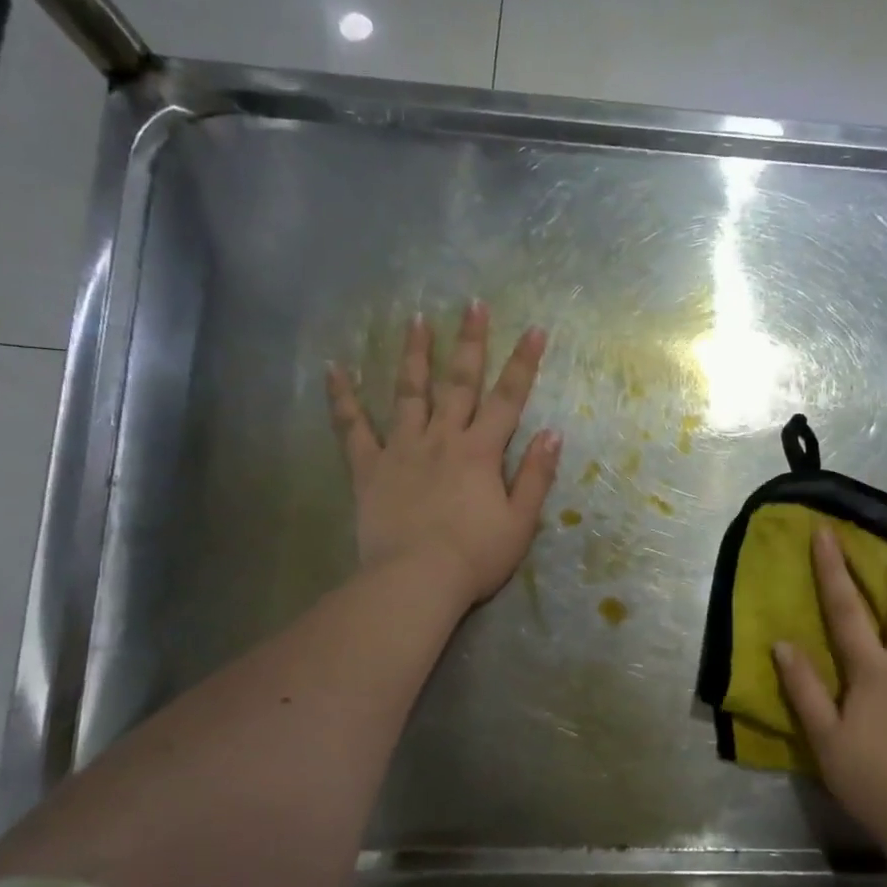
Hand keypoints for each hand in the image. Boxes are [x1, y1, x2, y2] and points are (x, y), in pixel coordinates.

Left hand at [327, 302, 560, 608]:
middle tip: (473, 304)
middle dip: (470, 342)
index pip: (507, 399)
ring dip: (414, 355)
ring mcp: (402, 449)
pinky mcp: (369, 469)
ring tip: (415, 319)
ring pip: (408, 393)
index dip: (523, 363)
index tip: (535, 329)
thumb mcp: (521, 521)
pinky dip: (343, 399)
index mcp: (481, 451)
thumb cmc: (475, 556)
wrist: (415, 581)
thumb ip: (536, 475)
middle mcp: (442, 439)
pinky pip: (353, 429)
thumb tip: (552, 433)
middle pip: (458, 382)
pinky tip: (335, 370)